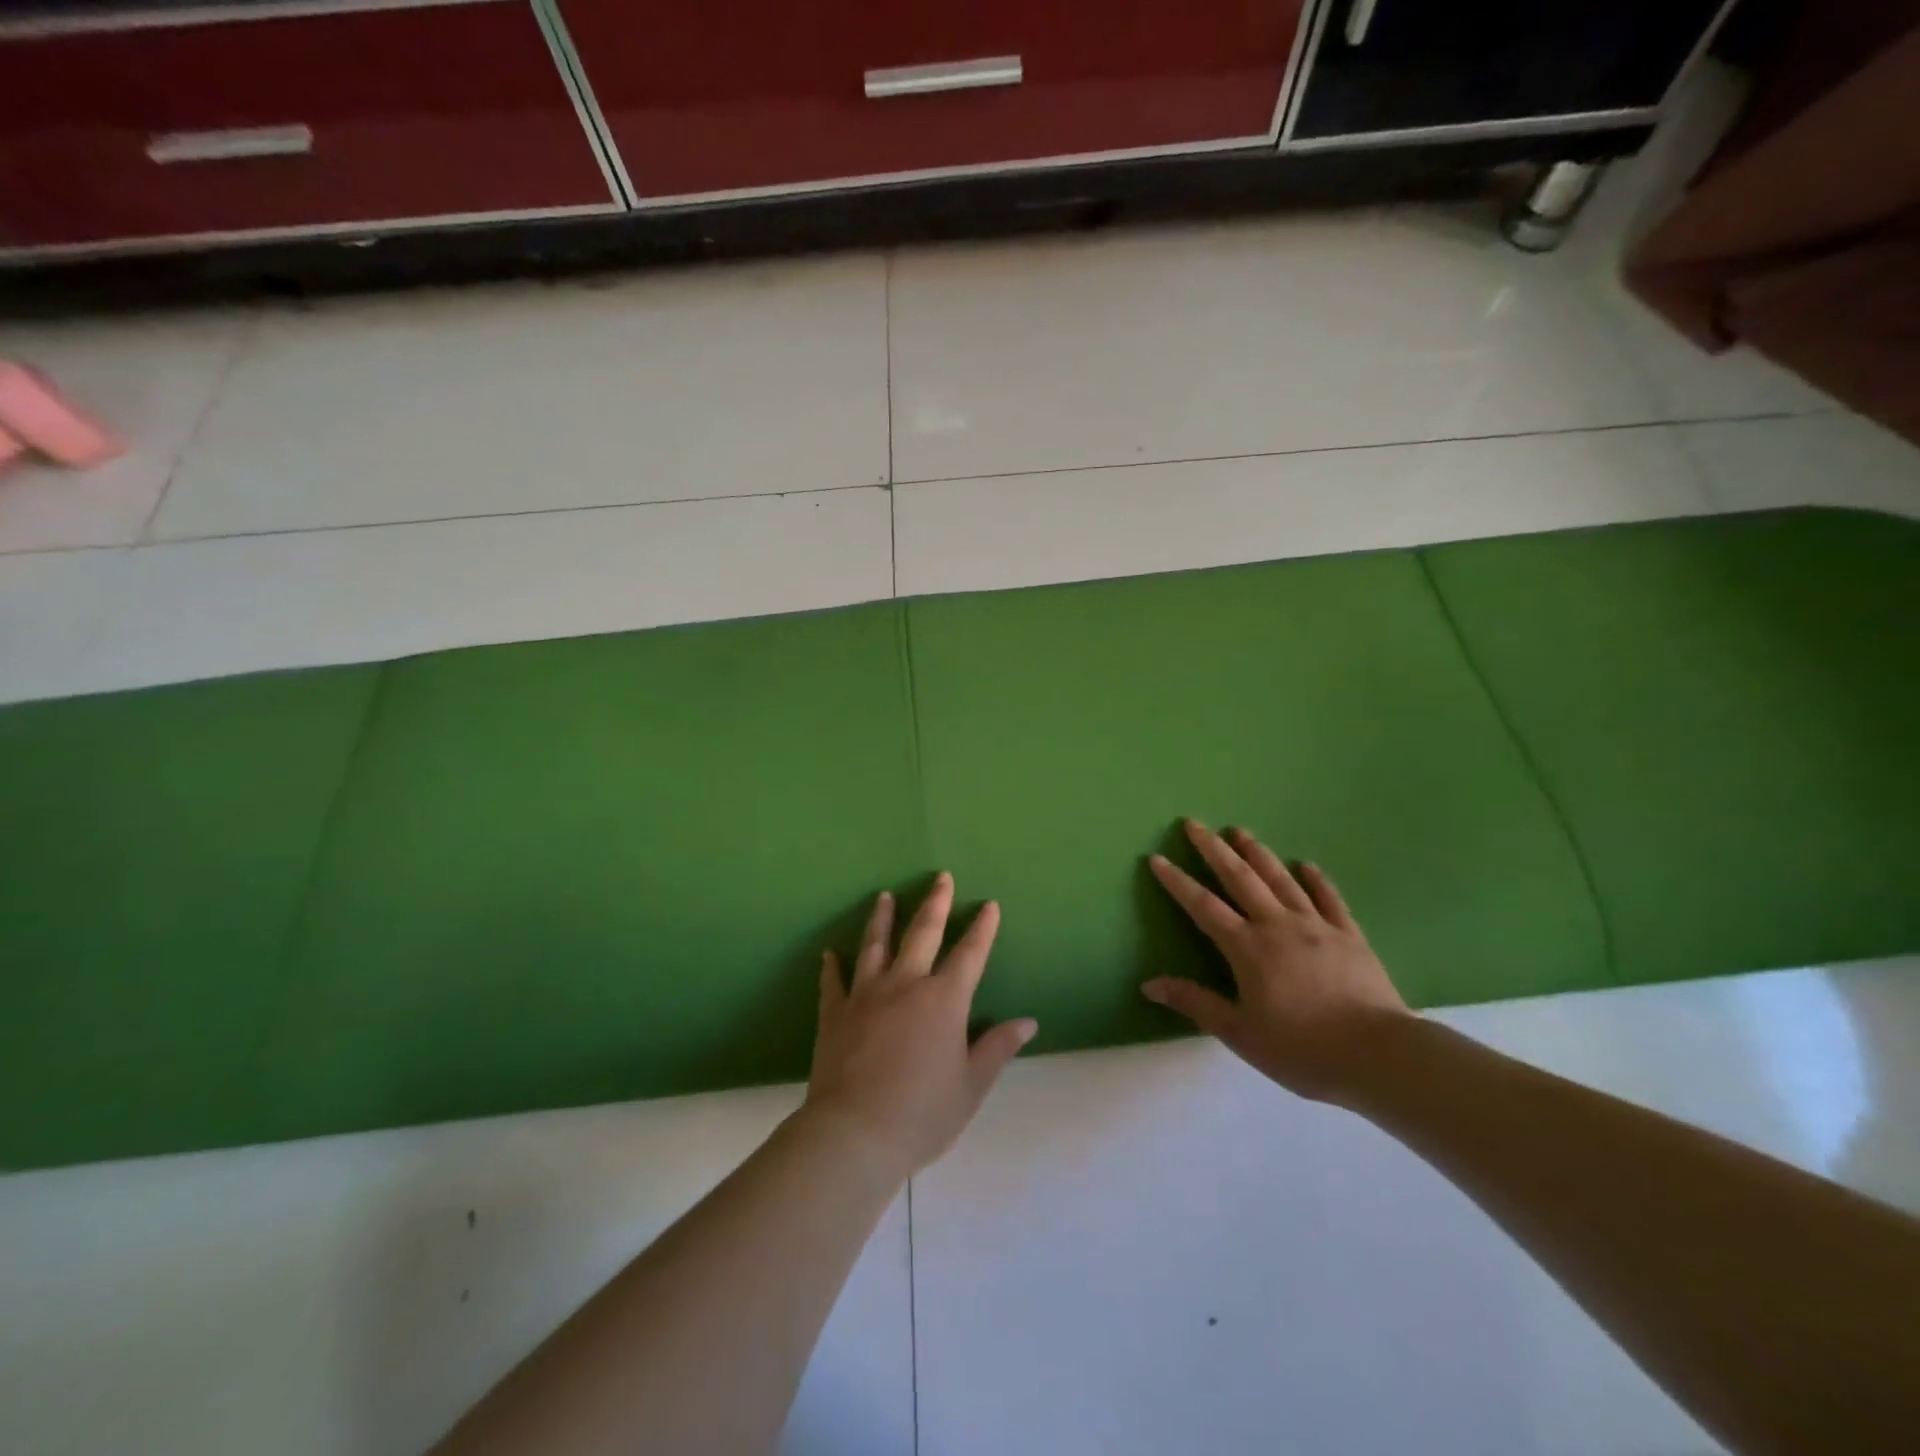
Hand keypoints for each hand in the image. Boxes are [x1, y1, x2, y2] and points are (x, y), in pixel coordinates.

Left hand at [803, 873, 1036, 1182]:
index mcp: (944, 1000)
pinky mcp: (835, 1014)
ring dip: (882, 919)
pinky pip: (834, 982)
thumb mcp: (971, 1086)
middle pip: (923, 934)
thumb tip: (1027, 1022)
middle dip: (936, 903)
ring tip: (884, 896)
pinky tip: (830, 953)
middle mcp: (906, 984)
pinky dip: (832, 966)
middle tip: (941, 877)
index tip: (989, 904)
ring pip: (876, 946)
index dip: (982, 929)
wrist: (855, 1134)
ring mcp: (866, 995)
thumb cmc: (922, 1113)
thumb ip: (997, 1048)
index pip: (970, 954)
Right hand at [1143, 820, 1410, 1104]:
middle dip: (1213, 849)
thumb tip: (1149, 985)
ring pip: (1281, 879)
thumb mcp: (1240, 1033)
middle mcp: (1277, 925)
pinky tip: (1306, 864)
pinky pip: (1328, 898)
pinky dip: (1316, 879)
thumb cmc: (1302, 1049)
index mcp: (1247, 948)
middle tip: (1194, 824)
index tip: (1157, 858)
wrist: (1379, 1055)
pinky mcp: (1349, 935)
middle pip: (1240, 878)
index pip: (1203, 906)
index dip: (1177, 882)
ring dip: (1257, 852)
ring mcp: (1316, 926)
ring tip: (1239, 830)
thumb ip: (1195, 1004)